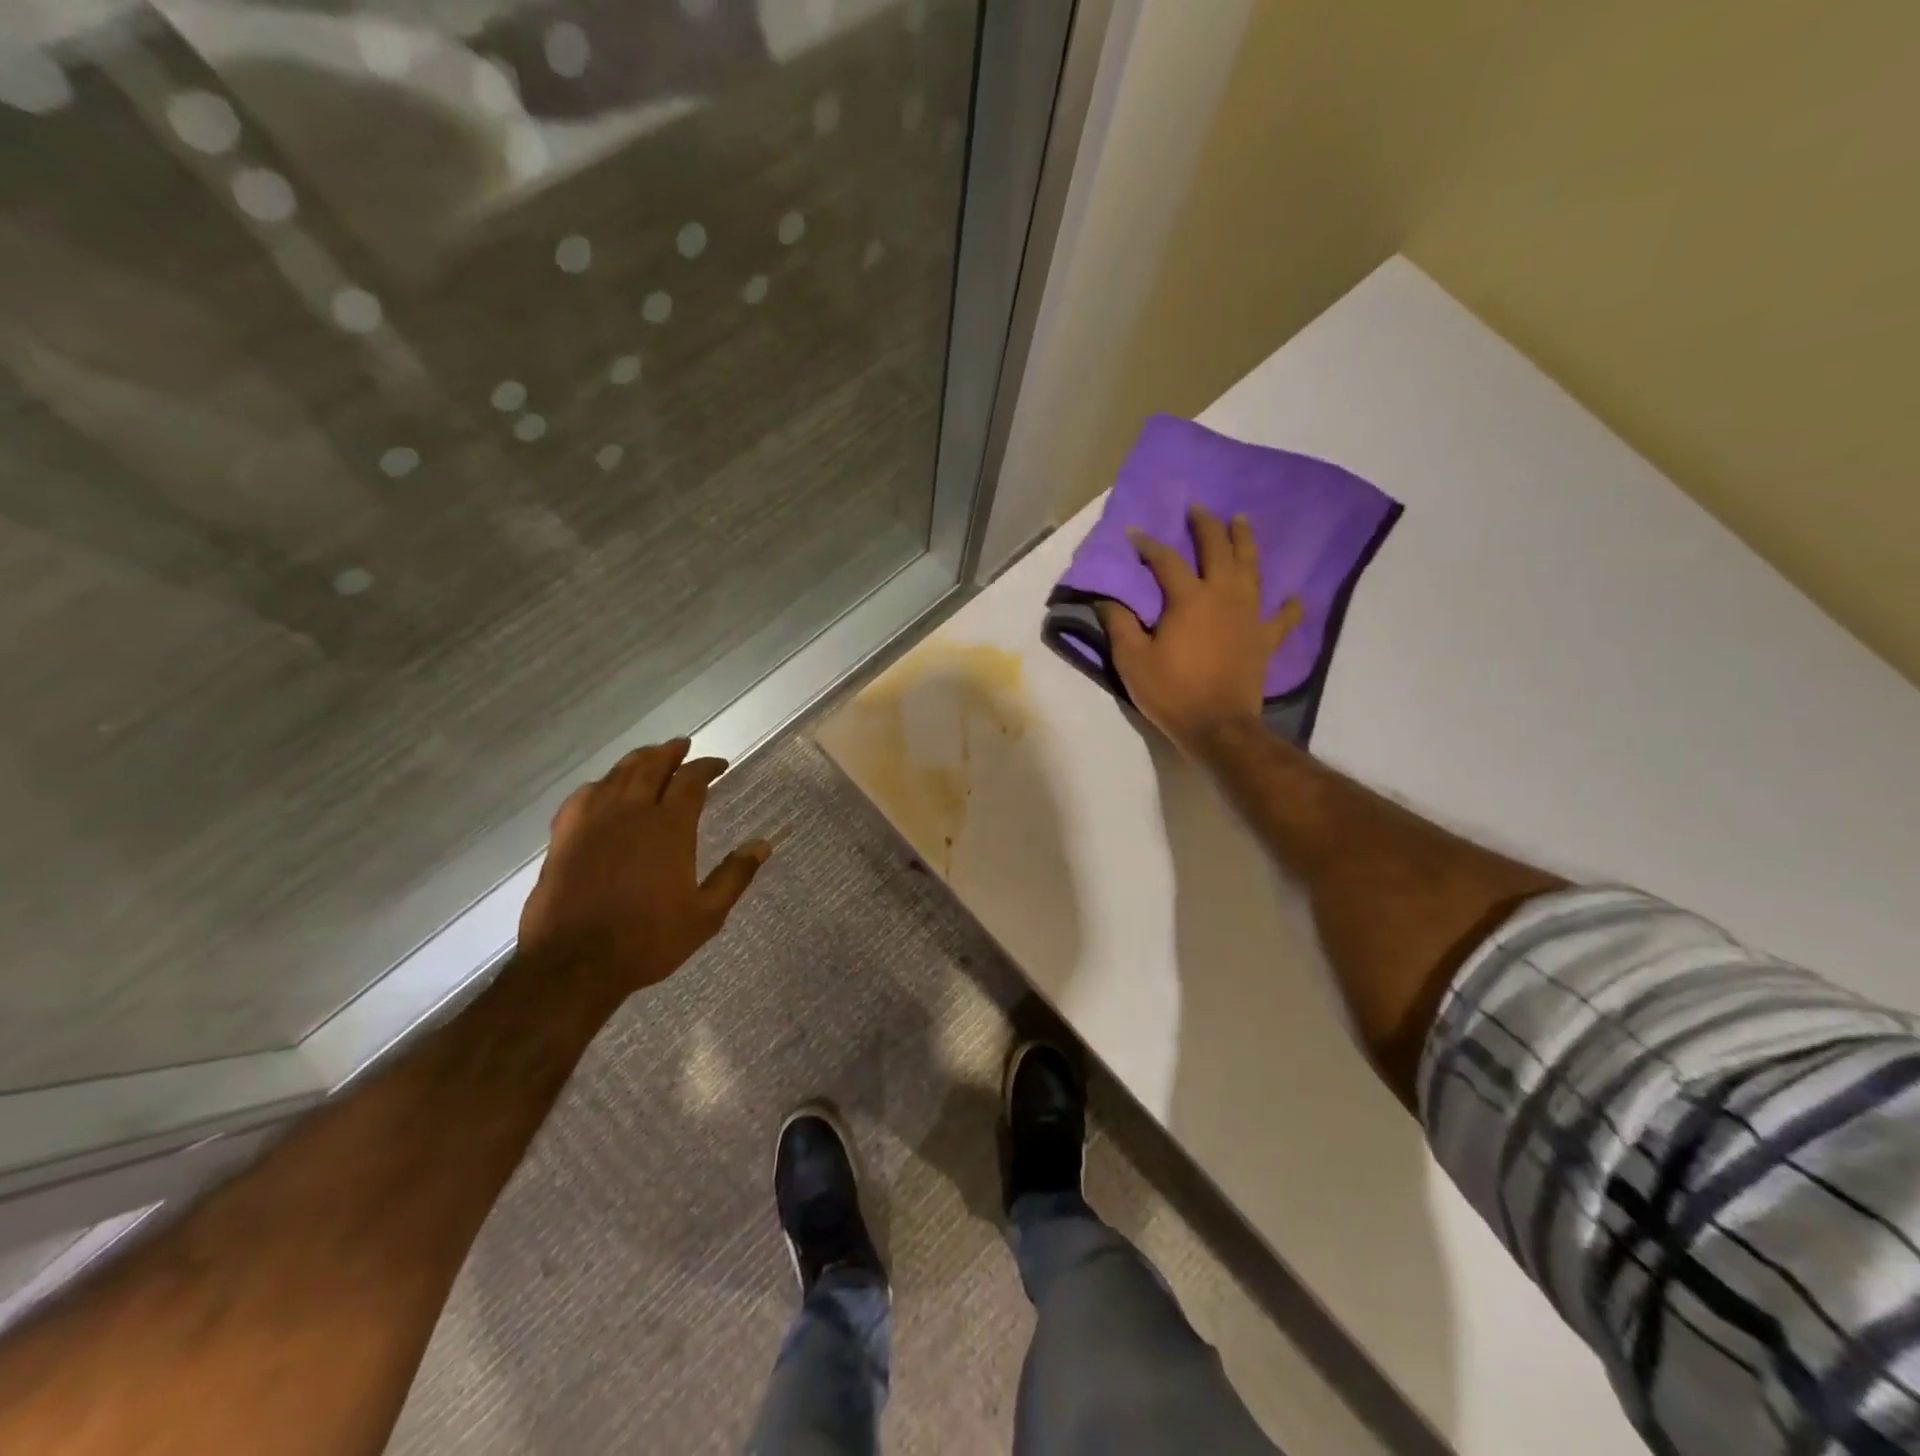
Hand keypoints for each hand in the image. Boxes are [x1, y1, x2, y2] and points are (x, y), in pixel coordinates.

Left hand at [518, 739, 770, 994]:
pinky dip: (599, 784)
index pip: (691, 780)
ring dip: (637, 761)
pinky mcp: (564, 837)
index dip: (706, 767)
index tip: (719, 765)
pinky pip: (582, 796)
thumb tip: (763, 844)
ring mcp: (593, 822)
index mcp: (670, 827)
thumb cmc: (648, 940)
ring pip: (617, 775)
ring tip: (649, 756)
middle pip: (651, 766)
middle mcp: (631, 812)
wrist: (574, 964)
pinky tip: (603, 788)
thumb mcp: (706, 915)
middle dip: (670, 753)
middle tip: (682, 746)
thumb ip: (735, 875)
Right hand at [1098, 505, 1301, 757]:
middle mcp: (1223, 596)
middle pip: (1217, 550)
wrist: (1218, 727)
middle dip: (1206, 526)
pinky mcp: (1264, 640)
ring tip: (1241, 522)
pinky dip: (1289, 606)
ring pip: (1251, 569)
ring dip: (1245, 542)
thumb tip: (1108, 600)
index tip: (1134, 535)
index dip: (1148, 545)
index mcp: (1189, 599)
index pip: (1166, 560)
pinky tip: (1294, 596)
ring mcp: (1249, 616)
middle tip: (1199, 508)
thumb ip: (1120, 625)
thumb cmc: (1171, 692)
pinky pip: (1282, 617)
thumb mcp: (1132, 660)